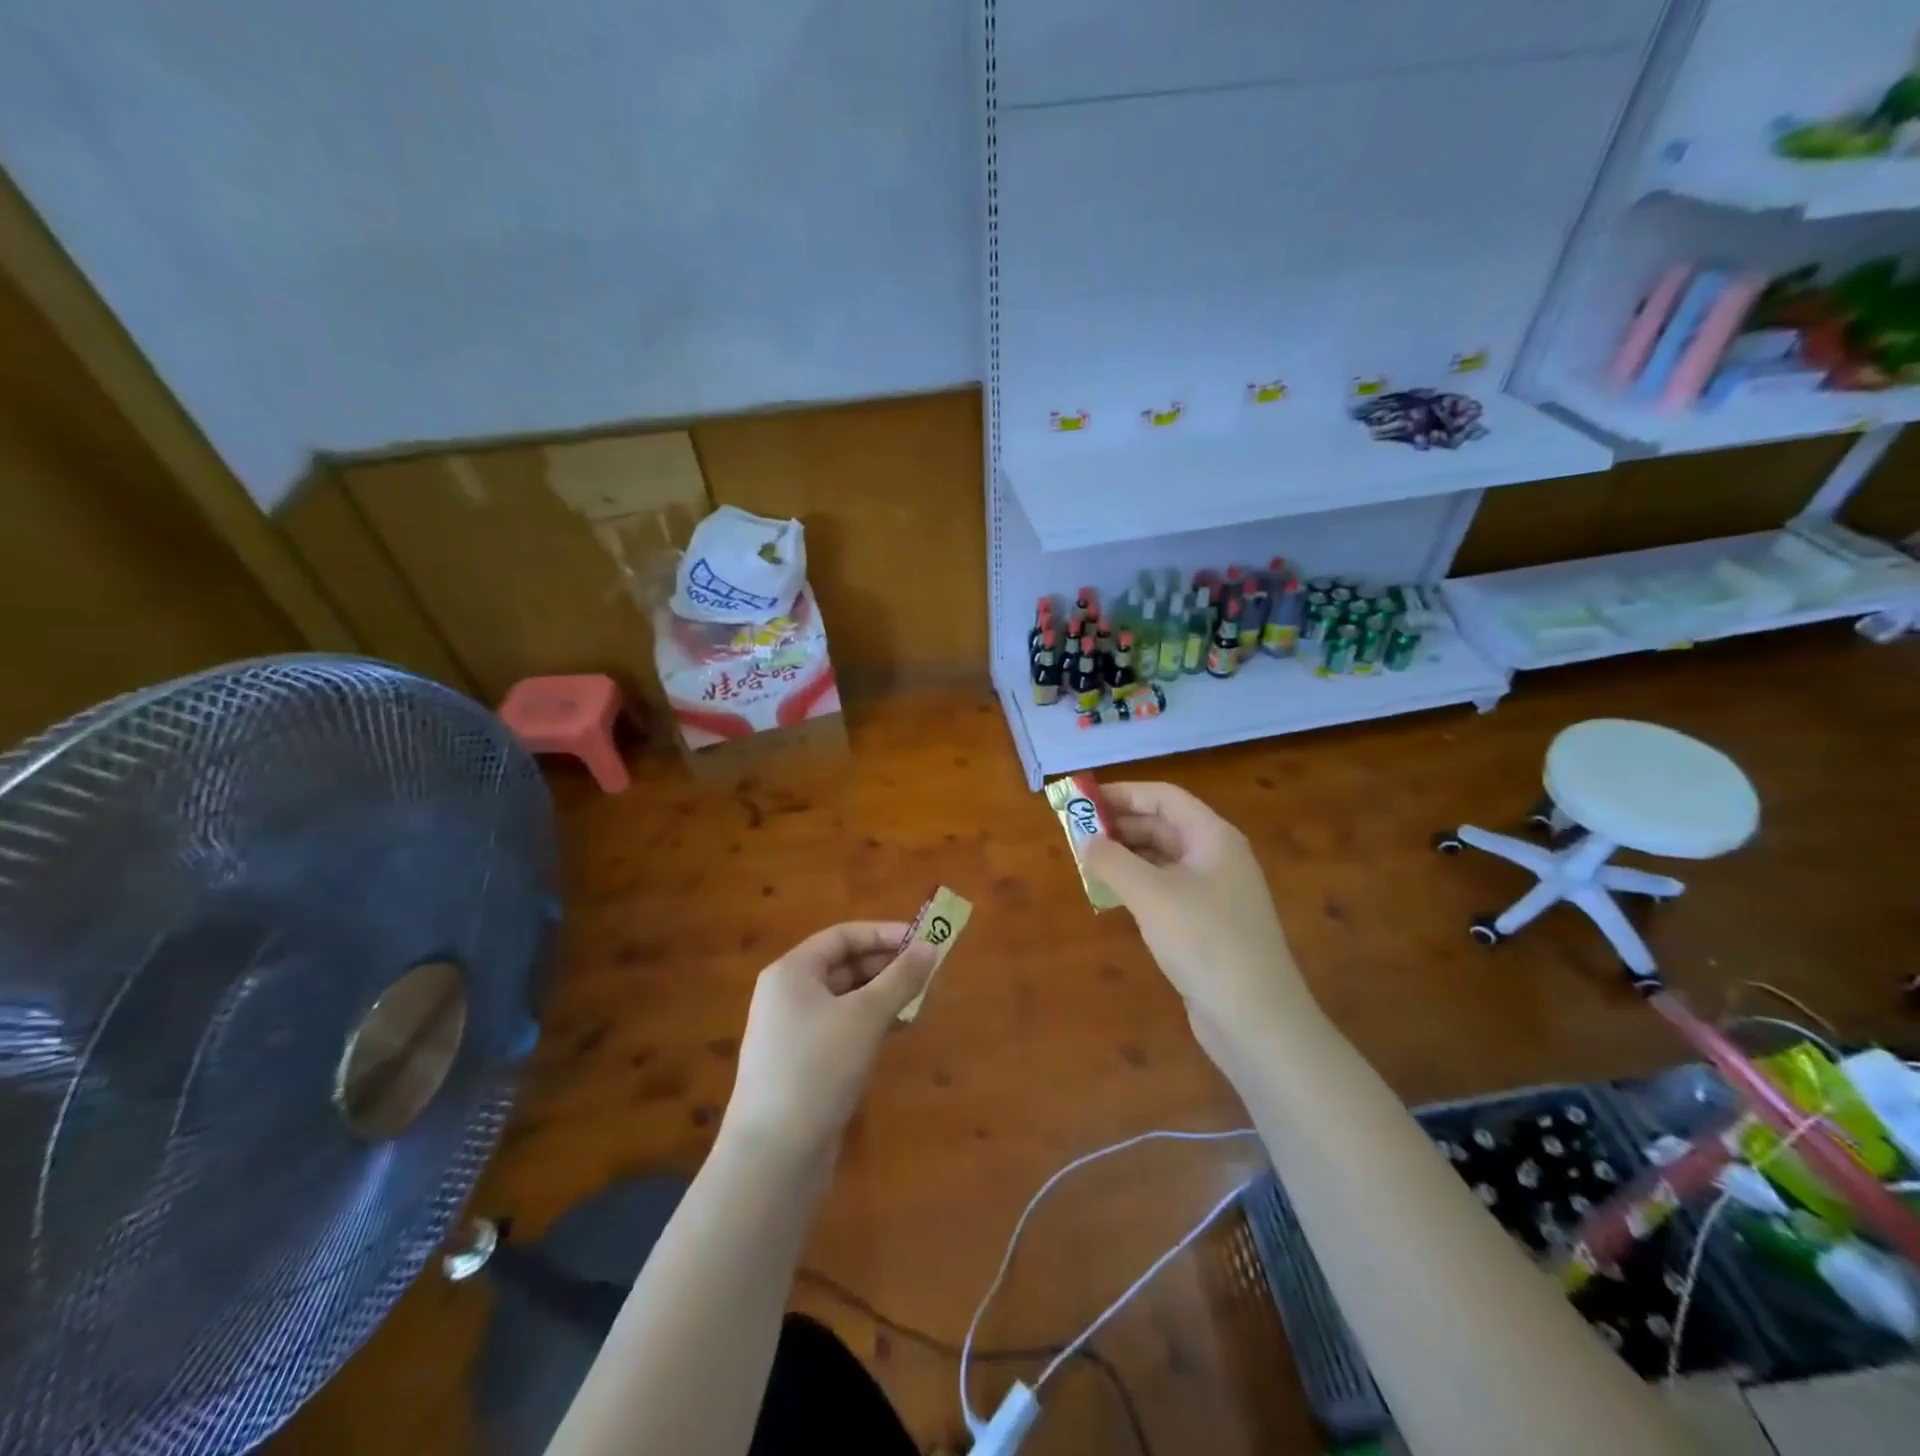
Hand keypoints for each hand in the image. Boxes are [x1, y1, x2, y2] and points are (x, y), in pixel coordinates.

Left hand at [722, 922, 936, 1158]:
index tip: (923, 941)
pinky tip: (901, 1028)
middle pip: (845, 965)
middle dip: (888, 965)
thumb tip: (931, 947)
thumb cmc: (817, 1068)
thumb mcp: (865, 1016)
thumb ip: (900, 978)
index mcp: (792, 972)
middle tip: (931, 972)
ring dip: (885, 995)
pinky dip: (872, 1022)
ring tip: (924, 999)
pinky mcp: (804, 1064)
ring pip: (847, 999)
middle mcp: (789, 995)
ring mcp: (794, 1032)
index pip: (842, 936)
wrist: (773, 1156)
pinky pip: (844, 1027)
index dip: (884, 934)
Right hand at [1081, 782, 1311, 1053]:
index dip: (1123, 794)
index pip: (1164, 797)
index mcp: (1212, 837)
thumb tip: (1086, 839)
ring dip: (1125, 856)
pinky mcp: (1206, 924)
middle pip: (1163, 825)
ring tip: (1086, 862)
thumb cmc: (1204, 941)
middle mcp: (1216, 857)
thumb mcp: (1151, 895)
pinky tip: (1111, 896)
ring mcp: (1214, 892)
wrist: (1255, 1018)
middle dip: (1120, 825)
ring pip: (1162, 859)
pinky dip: (1137, 885)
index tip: (1083, 800)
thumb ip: (1113, 861)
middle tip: (1075, 833)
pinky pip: (1165, 889)